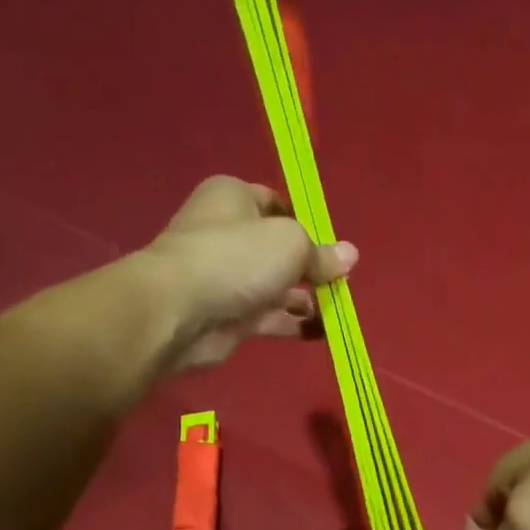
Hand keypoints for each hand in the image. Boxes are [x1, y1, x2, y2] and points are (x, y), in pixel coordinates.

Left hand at [137, 175, 356, 372]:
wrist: (179, 311)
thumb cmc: (237, 257)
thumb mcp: (292, 244)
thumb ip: (322, 253)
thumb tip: (350, 256)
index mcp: (233, 197)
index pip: (277, 203)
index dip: (306, 223)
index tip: (332, 245)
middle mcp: (227, 233)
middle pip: (279, 249)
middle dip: (310, 267)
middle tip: (340, 283)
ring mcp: (226, 277)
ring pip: (276, 285)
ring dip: (306, 299)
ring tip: (337, 310)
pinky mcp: (228, 315)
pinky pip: (269, 317)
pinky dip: (293, 323)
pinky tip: (321, 332)